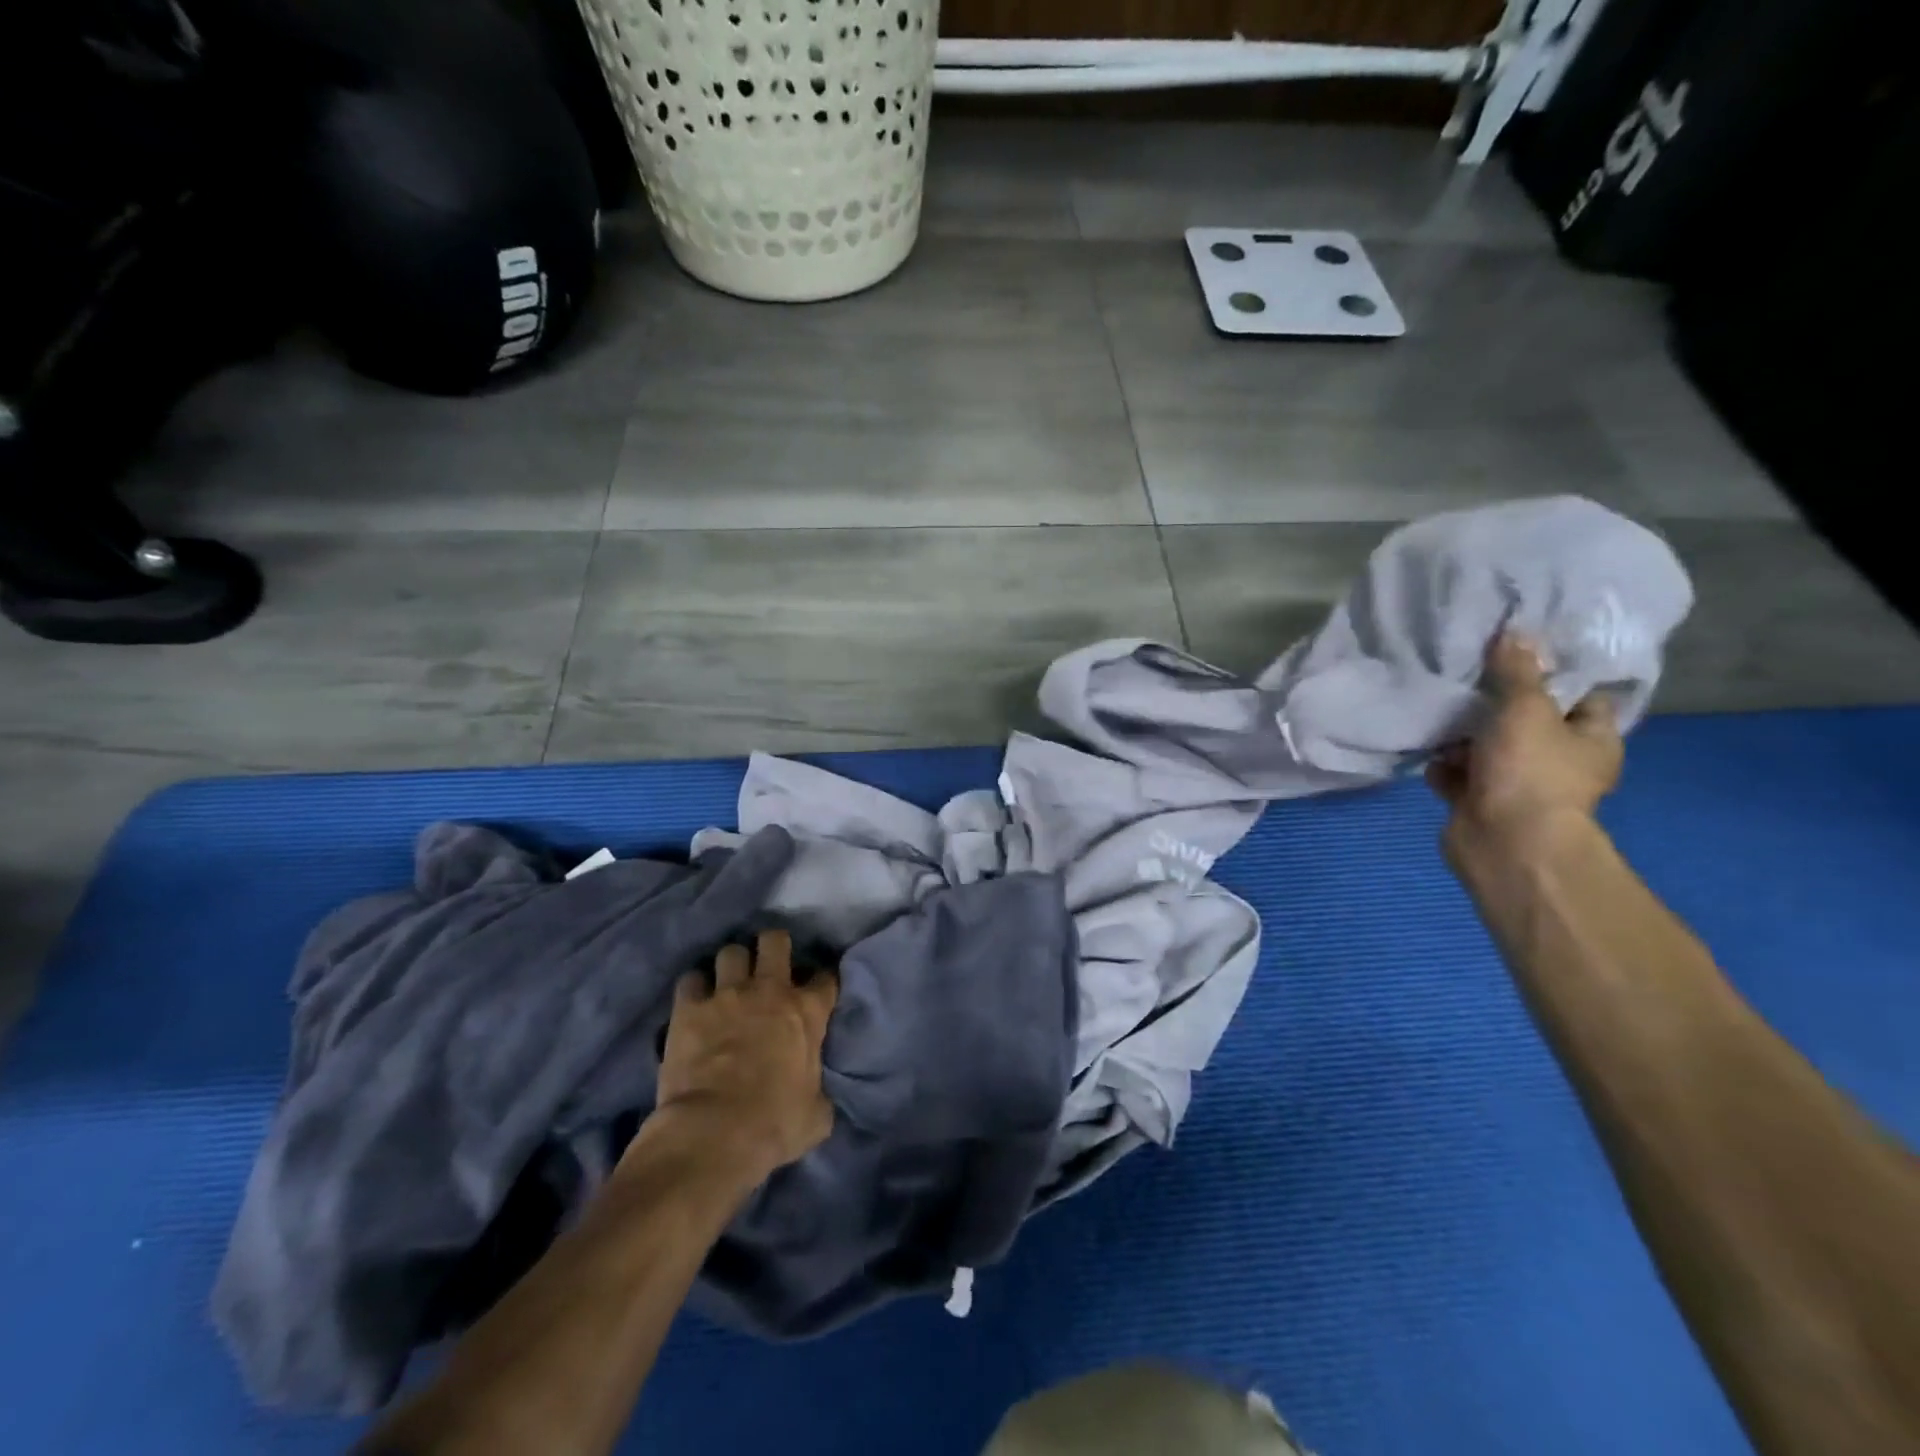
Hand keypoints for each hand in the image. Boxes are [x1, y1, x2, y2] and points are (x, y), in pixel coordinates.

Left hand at [655, 930, 837, 1182]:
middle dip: (773, 947)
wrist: (715, 1132)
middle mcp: (769, 990)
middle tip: (769, 966)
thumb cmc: (775, 1124)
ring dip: (731, 966)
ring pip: (730, 952)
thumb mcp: (816, 1114)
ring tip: (728, 983)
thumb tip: (816, 1096)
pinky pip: (691, 980)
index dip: (822, 983)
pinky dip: (693, 989)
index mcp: (807, 1011)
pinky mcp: (689, 1008)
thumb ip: (819, 1091)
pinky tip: (693, 1002)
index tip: (818, 993)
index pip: (826, 978)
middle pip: (774, 941)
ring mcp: (726, 994)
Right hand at [1428, 633, 1623, 847]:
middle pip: (1524, 721)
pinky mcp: (1479, 803)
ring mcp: (1516, 785)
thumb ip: (1517, 671)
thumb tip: (1517, 630)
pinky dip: (1442, 766)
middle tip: (1465, 676)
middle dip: (1493, 704)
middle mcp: (1558, 762)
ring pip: (1485, 748)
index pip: (1579, 696)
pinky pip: (1457, 775)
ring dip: (1460, 736)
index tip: (1516, 651)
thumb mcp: (1526, 708)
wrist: (1504, 842)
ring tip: (1437, 712)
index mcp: (1590, 739)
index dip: (1551, 673)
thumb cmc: (1530, 772)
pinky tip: (1427, 751)